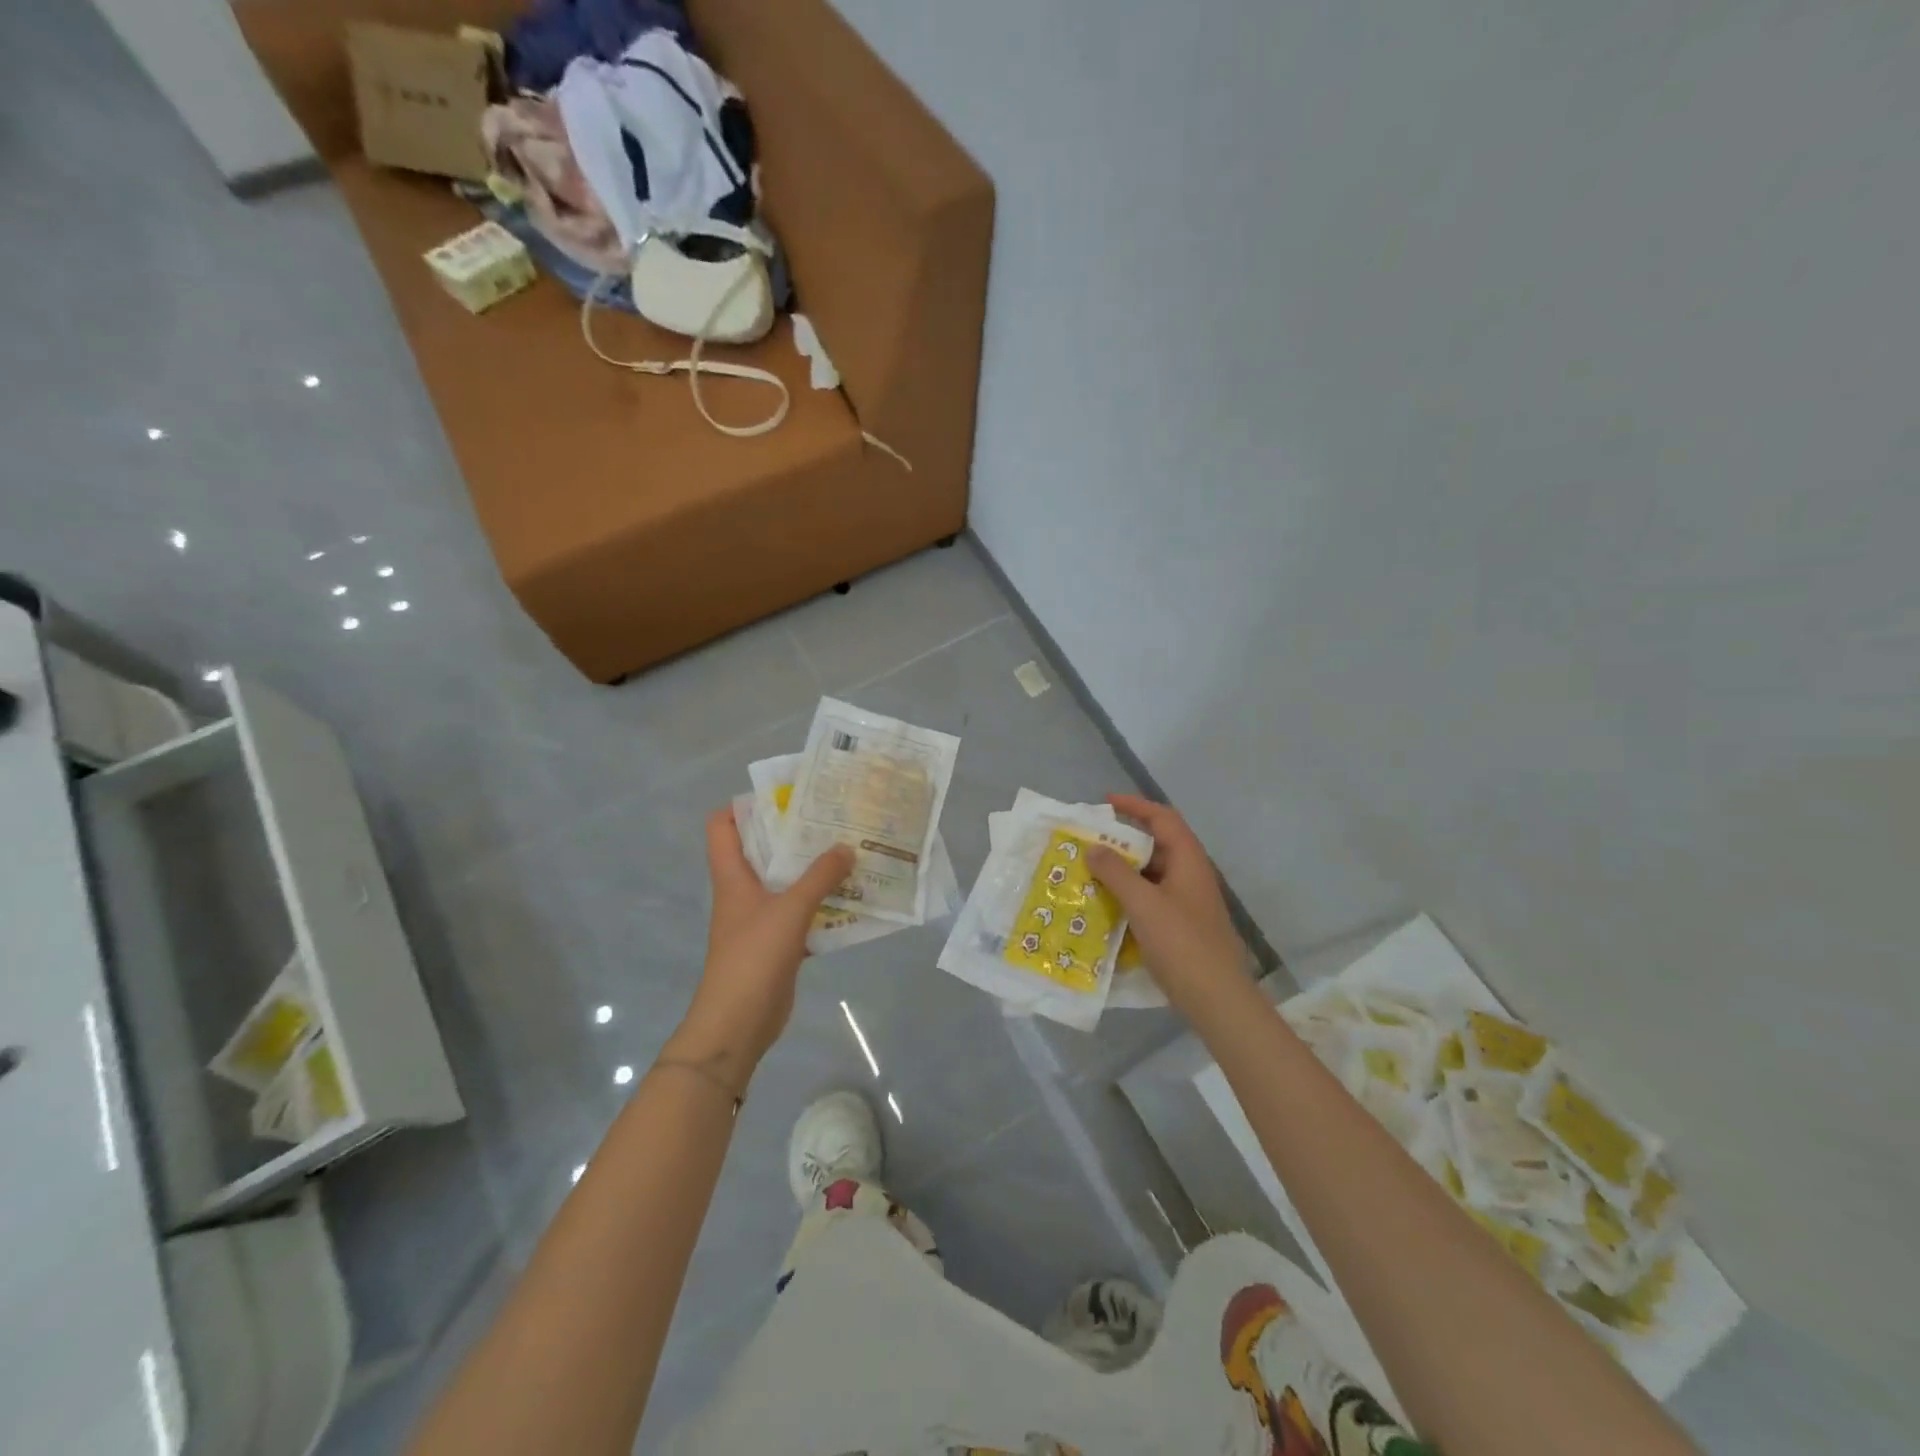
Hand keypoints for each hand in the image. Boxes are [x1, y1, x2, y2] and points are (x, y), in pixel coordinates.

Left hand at [666, 810, 854, 1093]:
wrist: (738, 1024)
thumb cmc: (753, 957)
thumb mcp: (789, 909)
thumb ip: (820, 876)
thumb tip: (846, 847)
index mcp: (733, 876)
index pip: (722, 826)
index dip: (744, 806)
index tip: (783, 795)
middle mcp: (743, 892)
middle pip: (762, 851)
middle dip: (794, 834)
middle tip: (831, 817)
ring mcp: (760, 919)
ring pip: (786, 883)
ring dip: (813, 869)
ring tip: (849, 850)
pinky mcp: (778, 944)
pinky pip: (802, 914)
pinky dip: (823, 905)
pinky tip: (852, 899)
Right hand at [1086, 794, 1249, 1018]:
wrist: (1217, 998)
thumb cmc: (1182, 944)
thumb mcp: (1144, 904)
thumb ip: (1116, 873)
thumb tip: (1093, 848)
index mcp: (1189, 860)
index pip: (1163, 818)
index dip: (1135, 805)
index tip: (1105, 802)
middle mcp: (1190, 875)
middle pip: (1156, 845)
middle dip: (1122, 841)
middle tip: (1089, 842)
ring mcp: (1187, 901)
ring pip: (1151, 874)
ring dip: (1123, 870)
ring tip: (1089, 872)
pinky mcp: (1181, 924)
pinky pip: (1151, 898)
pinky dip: (1129, 895)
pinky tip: (1106, 906)